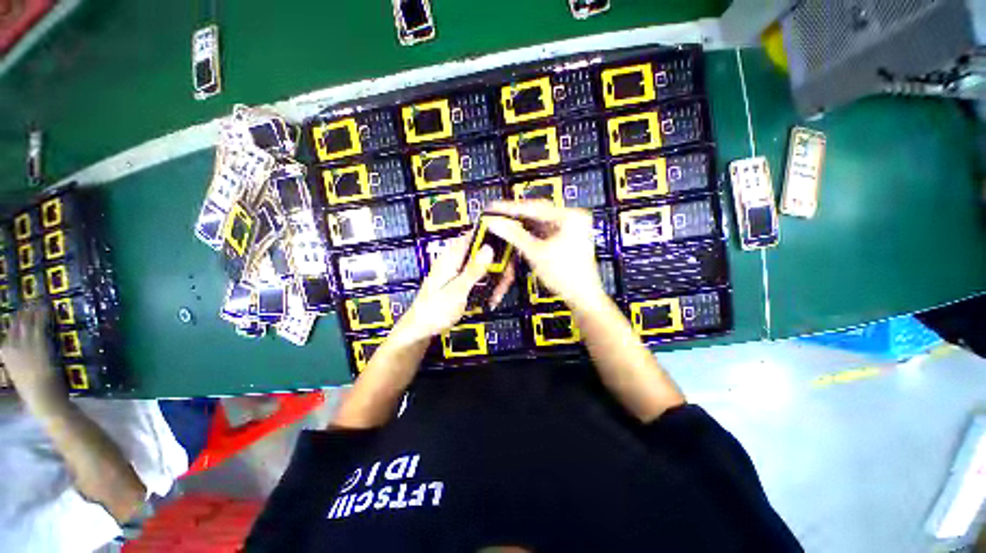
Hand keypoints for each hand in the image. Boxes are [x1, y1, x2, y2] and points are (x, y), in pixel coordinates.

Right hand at [1, 305, 66, 414]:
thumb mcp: (19, 376)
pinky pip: (40, 325)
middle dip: (21, 314)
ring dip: (32, 311)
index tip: (17, 316)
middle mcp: (12, 347)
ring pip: (27, 322)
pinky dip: (42, 315)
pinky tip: (46, 307)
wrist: (42, 397)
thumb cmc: (33, 393)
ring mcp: (25, 344)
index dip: (13, 325)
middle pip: (16, 326)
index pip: (7, 336)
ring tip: (36, 301)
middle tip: (27, 304)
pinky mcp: (39, 343)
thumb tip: (19, 359)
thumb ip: (17, 365)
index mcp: (5, 356)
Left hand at [394, 235, 508, 343]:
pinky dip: (487, 286)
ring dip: (494, 279)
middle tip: (505, 282)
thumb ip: (473, 269)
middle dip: (497, 266)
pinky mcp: (461, 282)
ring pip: (484, 267)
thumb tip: (489, 248)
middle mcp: (455, 261)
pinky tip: (490, 299)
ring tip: (497, 296)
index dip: (491, 237)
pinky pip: (479, 278)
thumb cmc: (435, 311)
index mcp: (451, 257)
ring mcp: (458, 272)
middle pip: (482, 252)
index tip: (507, 248)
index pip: (473, 235)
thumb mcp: (458, 290)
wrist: (421, 330)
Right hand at [485, 200, 606, 310]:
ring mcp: (569, 230)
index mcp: (570, 217)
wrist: (581, 296)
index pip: (535, 207)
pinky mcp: (564, 240)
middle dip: (516, 217)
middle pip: (537, 214)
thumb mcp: (536, 253)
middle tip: (497, 215)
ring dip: (521, 227)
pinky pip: (542, 233)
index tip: (494, 208)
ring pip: (538, 224)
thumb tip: (497, 223)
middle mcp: (571, 220)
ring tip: (504, 225)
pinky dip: (529, 235)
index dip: (511, 208)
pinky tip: (517, 236)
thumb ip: (514, 235)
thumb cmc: (566, 275)